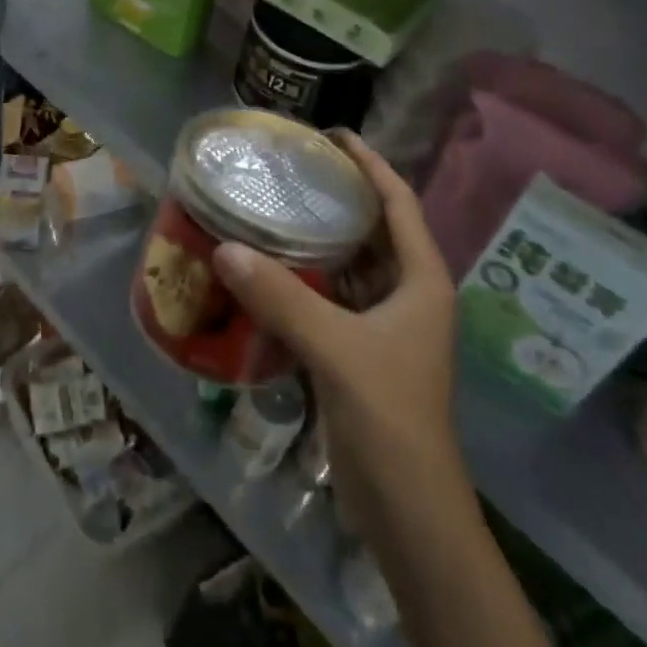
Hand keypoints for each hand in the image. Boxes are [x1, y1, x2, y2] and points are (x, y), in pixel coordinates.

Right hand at [212, 135, 459, 506]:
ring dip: (319, 242)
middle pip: (374, 230)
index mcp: (421, 281)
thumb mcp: (336, 350)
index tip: (334, 136)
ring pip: (351, 267)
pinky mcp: (361, 352)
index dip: (371, 165)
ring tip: (275, 210)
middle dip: (339, 199)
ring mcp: (386, 326)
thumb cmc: (389, 418)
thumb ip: (281, 299)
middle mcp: (408, 295)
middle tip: (291, 171)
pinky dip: (306, 282)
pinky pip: (332, 300)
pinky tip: (268, 272)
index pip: (399, 204)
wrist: (408, 509)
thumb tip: (225, 249)